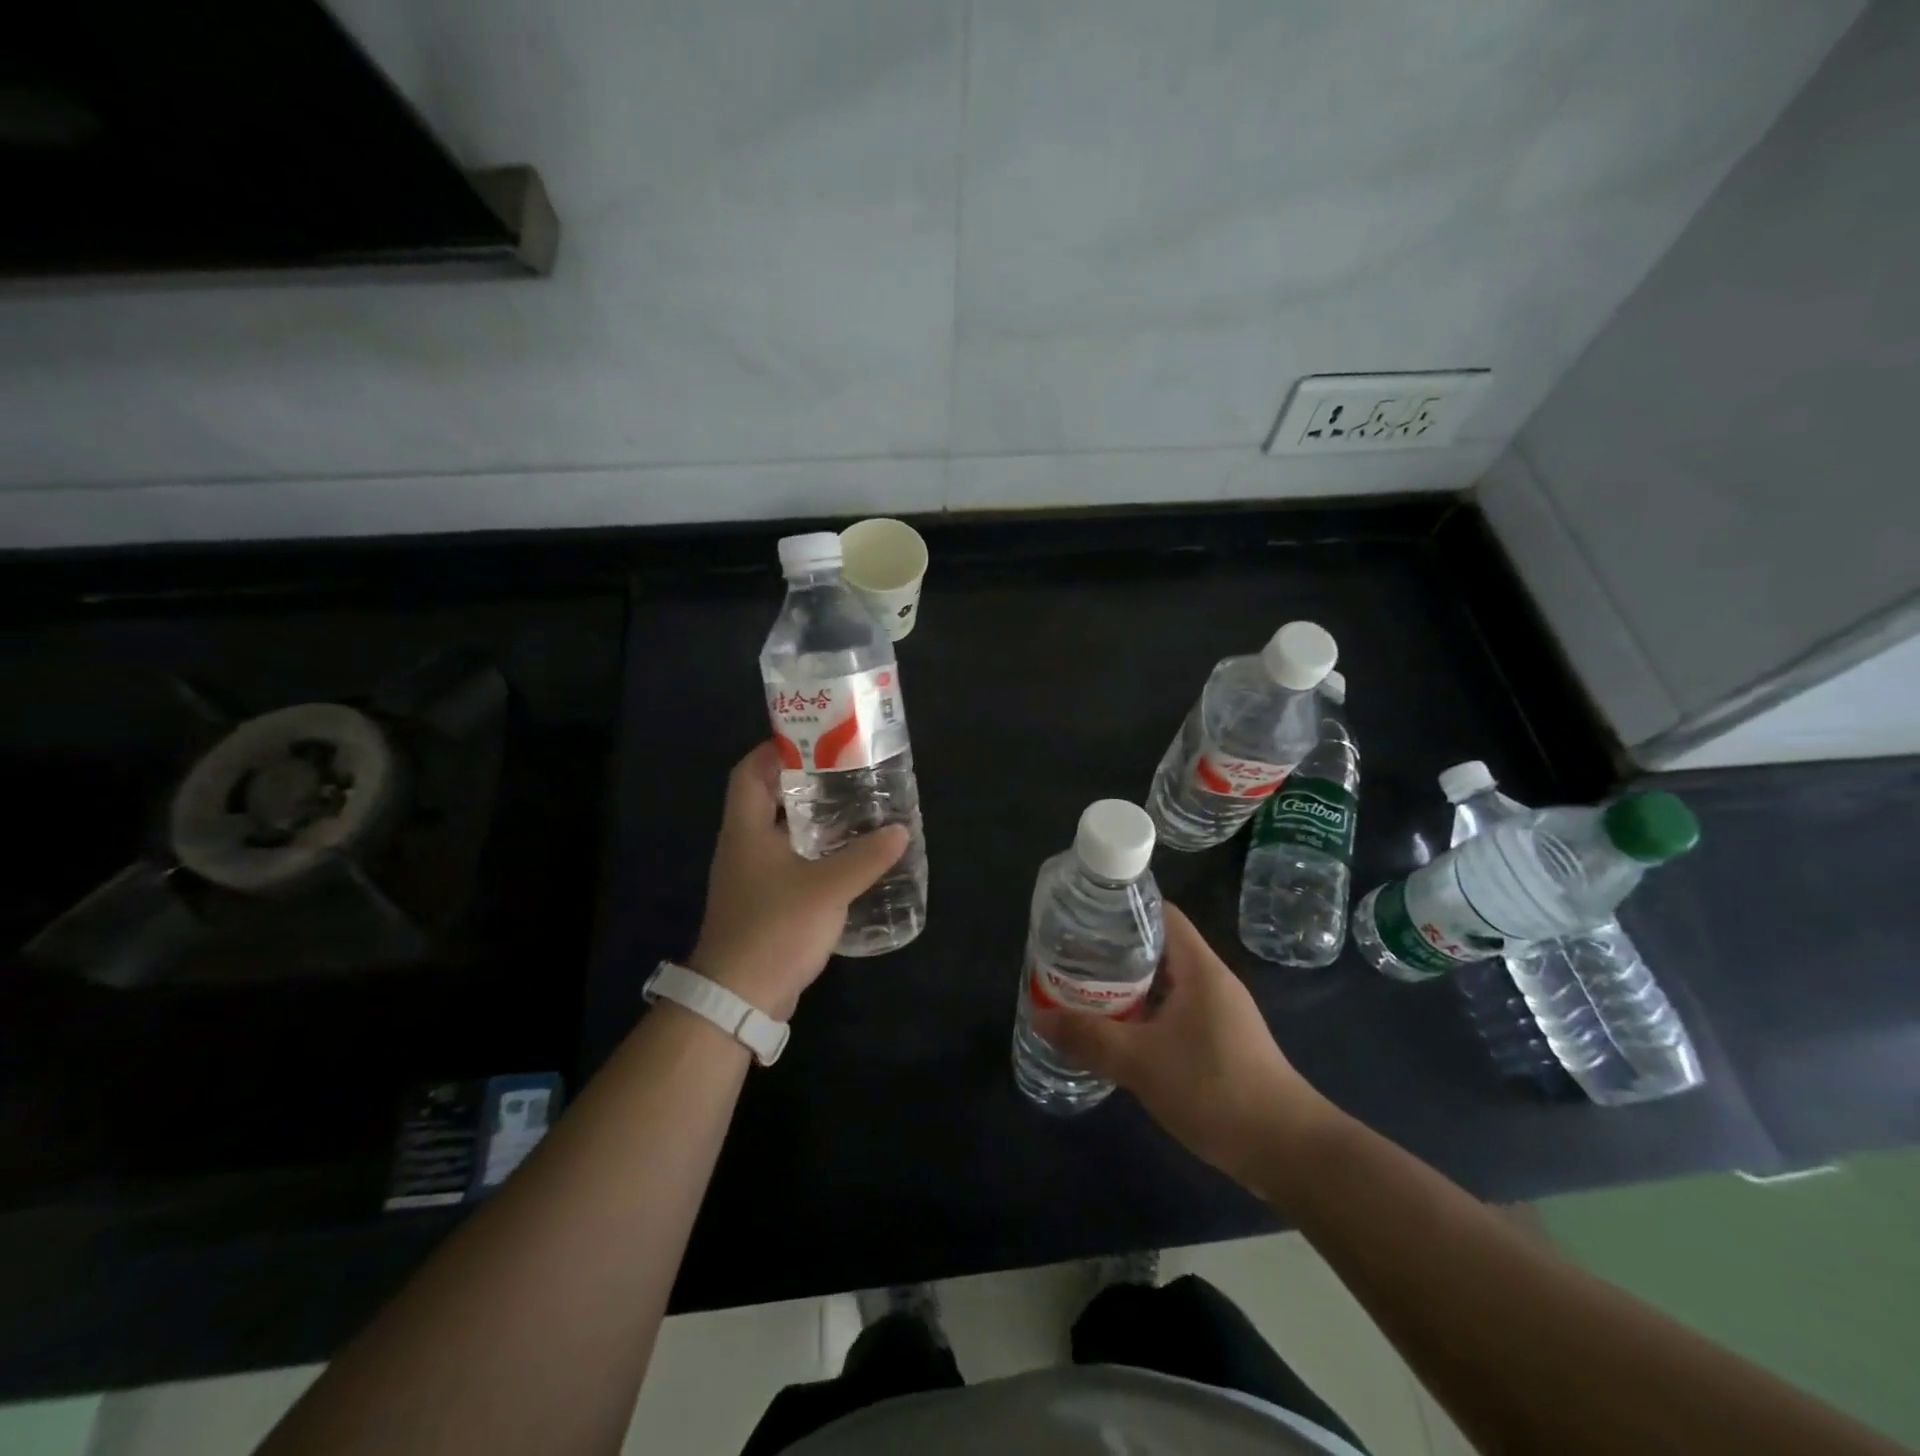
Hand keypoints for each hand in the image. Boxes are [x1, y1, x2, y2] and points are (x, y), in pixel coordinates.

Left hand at [688, 742, 909, 1019]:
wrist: (739, 998)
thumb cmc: (775, 928)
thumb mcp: (827, 888)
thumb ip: (866, 857)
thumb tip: (901, 830)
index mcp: (746, 830)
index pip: (748, 772)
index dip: (775, 750)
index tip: (814, 740)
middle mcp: (743, 846)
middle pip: (767, 799)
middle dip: (803, 783)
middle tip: (846, 774)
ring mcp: (751, 877)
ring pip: (781, 833)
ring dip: (811, 820)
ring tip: (854, 809)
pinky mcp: (764, 902)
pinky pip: (789, 863)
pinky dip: (814, 853)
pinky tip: (847, 858)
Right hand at [1032, 903, 1337, 1190]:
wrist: (1286, 1150)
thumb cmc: (1215, 1088)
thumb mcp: (1141, 1062)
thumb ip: (1089, 1038)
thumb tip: (1039, 1018)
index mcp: (1198, 967)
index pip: (1160, 913)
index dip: (1123, 909)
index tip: (1083, 918)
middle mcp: (1210, 981)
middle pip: (1157, 948)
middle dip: (1113, 952)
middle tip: (1071, 960)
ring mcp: (1218, 1012)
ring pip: (1164, 984)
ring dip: (1127, 988)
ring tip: (1083, 992)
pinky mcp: (1219, 1042)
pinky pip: (1173, 1013)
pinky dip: (1143, 1015)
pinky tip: (1116, 1033)